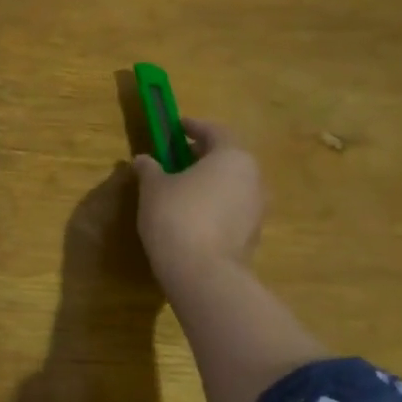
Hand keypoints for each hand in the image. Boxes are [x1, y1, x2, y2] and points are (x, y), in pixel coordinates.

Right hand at [131, 118, 266, 293]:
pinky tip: (192, 215)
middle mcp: (253, 178)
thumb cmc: (177, 216)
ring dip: (209, 182)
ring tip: (181, 188)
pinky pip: (232, 209)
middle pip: (227, 158)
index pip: (215, 131)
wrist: (203, 275)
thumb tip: (143, 160)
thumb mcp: (153, 188)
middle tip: (176, 158)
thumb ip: (150, 169)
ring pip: (232, 185)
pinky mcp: (253, 236)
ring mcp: (257, 209)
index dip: (194, 127)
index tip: (177, 127)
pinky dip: (214, 205)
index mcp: (232, 157)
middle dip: (202, 155)